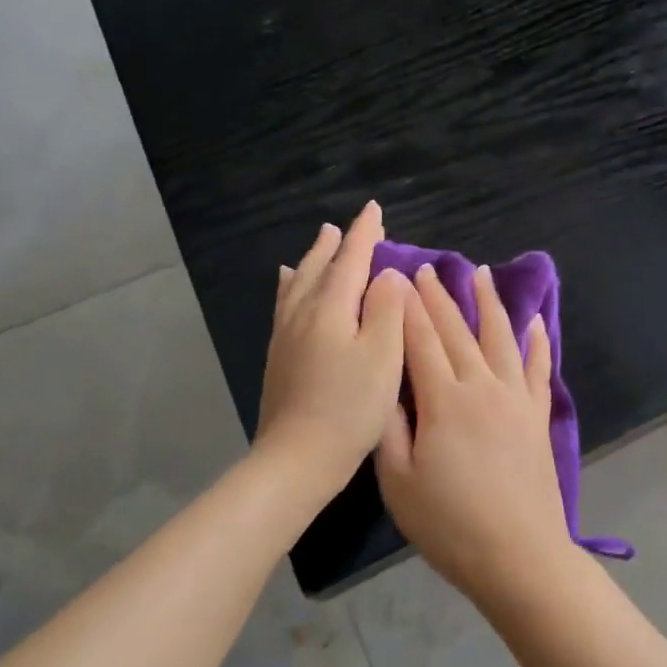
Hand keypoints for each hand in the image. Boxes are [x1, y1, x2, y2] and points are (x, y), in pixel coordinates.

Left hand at [255, 202, 409, 508]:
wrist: (299, 456)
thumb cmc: (351, 406)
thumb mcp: (383, 355)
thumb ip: (386, 308)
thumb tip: (387, 274)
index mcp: (331, 308)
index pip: (351, 259)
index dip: (365, 234)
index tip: (374, 209)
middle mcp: (303, 312)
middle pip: (321, 267)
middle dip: (338, 244)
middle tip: (348, 226)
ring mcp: (286, 335)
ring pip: (299, 283)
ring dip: (313, 259)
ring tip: (321, 240)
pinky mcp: (279, 356)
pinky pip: (285, 303)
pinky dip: (290, 285)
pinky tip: (286, 285)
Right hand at [376, 263, 579, 603]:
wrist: (520, 555)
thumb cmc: (450, 525)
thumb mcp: (398, 482)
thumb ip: (390, 428)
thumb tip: (385, 386)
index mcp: (444, 401)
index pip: (421, 341)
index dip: (408, 308)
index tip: (397, 278)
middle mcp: (483, 386)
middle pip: (458, 331)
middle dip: (439, 297)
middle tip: (427, 269)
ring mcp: (516, 398)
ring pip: (501, 338)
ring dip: (489, 303)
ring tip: (479, 274)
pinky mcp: (538, 415)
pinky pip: (539, 368)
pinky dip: (538, 342)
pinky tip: (536, 322)